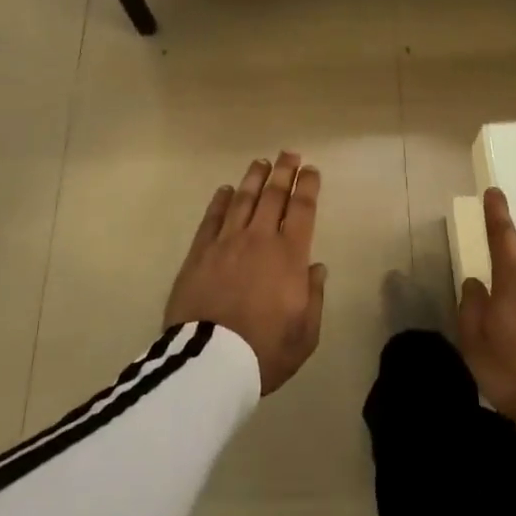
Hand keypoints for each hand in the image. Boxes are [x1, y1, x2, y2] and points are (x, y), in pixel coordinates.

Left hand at [164, 152, 327, 394]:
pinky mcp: (200, 253)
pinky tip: (226, 190)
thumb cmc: (264, 350)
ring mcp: (227, 242)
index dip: (308, 186)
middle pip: (273, 195)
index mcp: (290, 255)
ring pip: (243, 200)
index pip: (303, 209)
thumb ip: (314, 296)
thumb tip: (316, 267)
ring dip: (254, 178)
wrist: (210, 362)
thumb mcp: (305, 334)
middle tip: (289, 153)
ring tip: (261, 162)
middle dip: (283, 171)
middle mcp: (260, 239)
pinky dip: (220, 201)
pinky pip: (212, 218)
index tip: (311, 170)